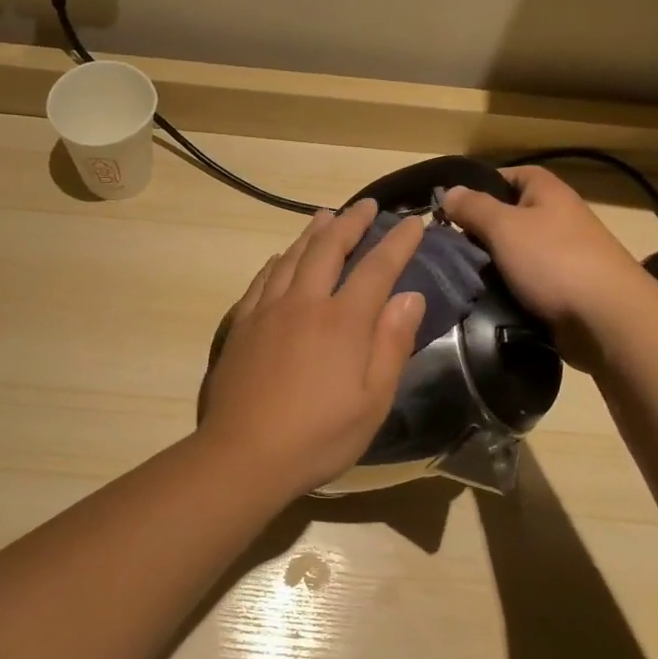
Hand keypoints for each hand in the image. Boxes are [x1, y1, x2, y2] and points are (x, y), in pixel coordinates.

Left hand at [199, 200, 426, 495]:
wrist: (244, 453)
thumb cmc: (319, 435)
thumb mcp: (373, 401)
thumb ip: (392, 344)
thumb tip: (410, 296)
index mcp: (342, 321)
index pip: (377, 268)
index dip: (398, 242)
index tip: (414, 221)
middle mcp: (304, 303)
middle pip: (329, 249)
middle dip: (351, 223)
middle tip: (366, 205)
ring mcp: (268, 310)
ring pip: (292, 256)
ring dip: (313, 232)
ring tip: (326, 215)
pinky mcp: (242, 324)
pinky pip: (263, 279)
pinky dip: (278, 260)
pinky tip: (281, 257)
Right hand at [443, 167, 647, 370]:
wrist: (605, 318)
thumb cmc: (553, 260)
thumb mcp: (504, 226)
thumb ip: (473, 207)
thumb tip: (449, 192)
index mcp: (548, 192)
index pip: (510, 174)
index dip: (480, 185)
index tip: (451, 206)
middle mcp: (557, 217)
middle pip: (509, 215)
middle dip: (479, 229)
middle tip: (447, 245)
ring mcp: (562, 254)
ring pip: (514, 251)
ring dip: (490, 263)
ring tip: (459, 273)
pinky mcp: (562, 287)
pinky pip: (525, 280)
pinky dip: (506, 287)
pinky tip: (484, 296)